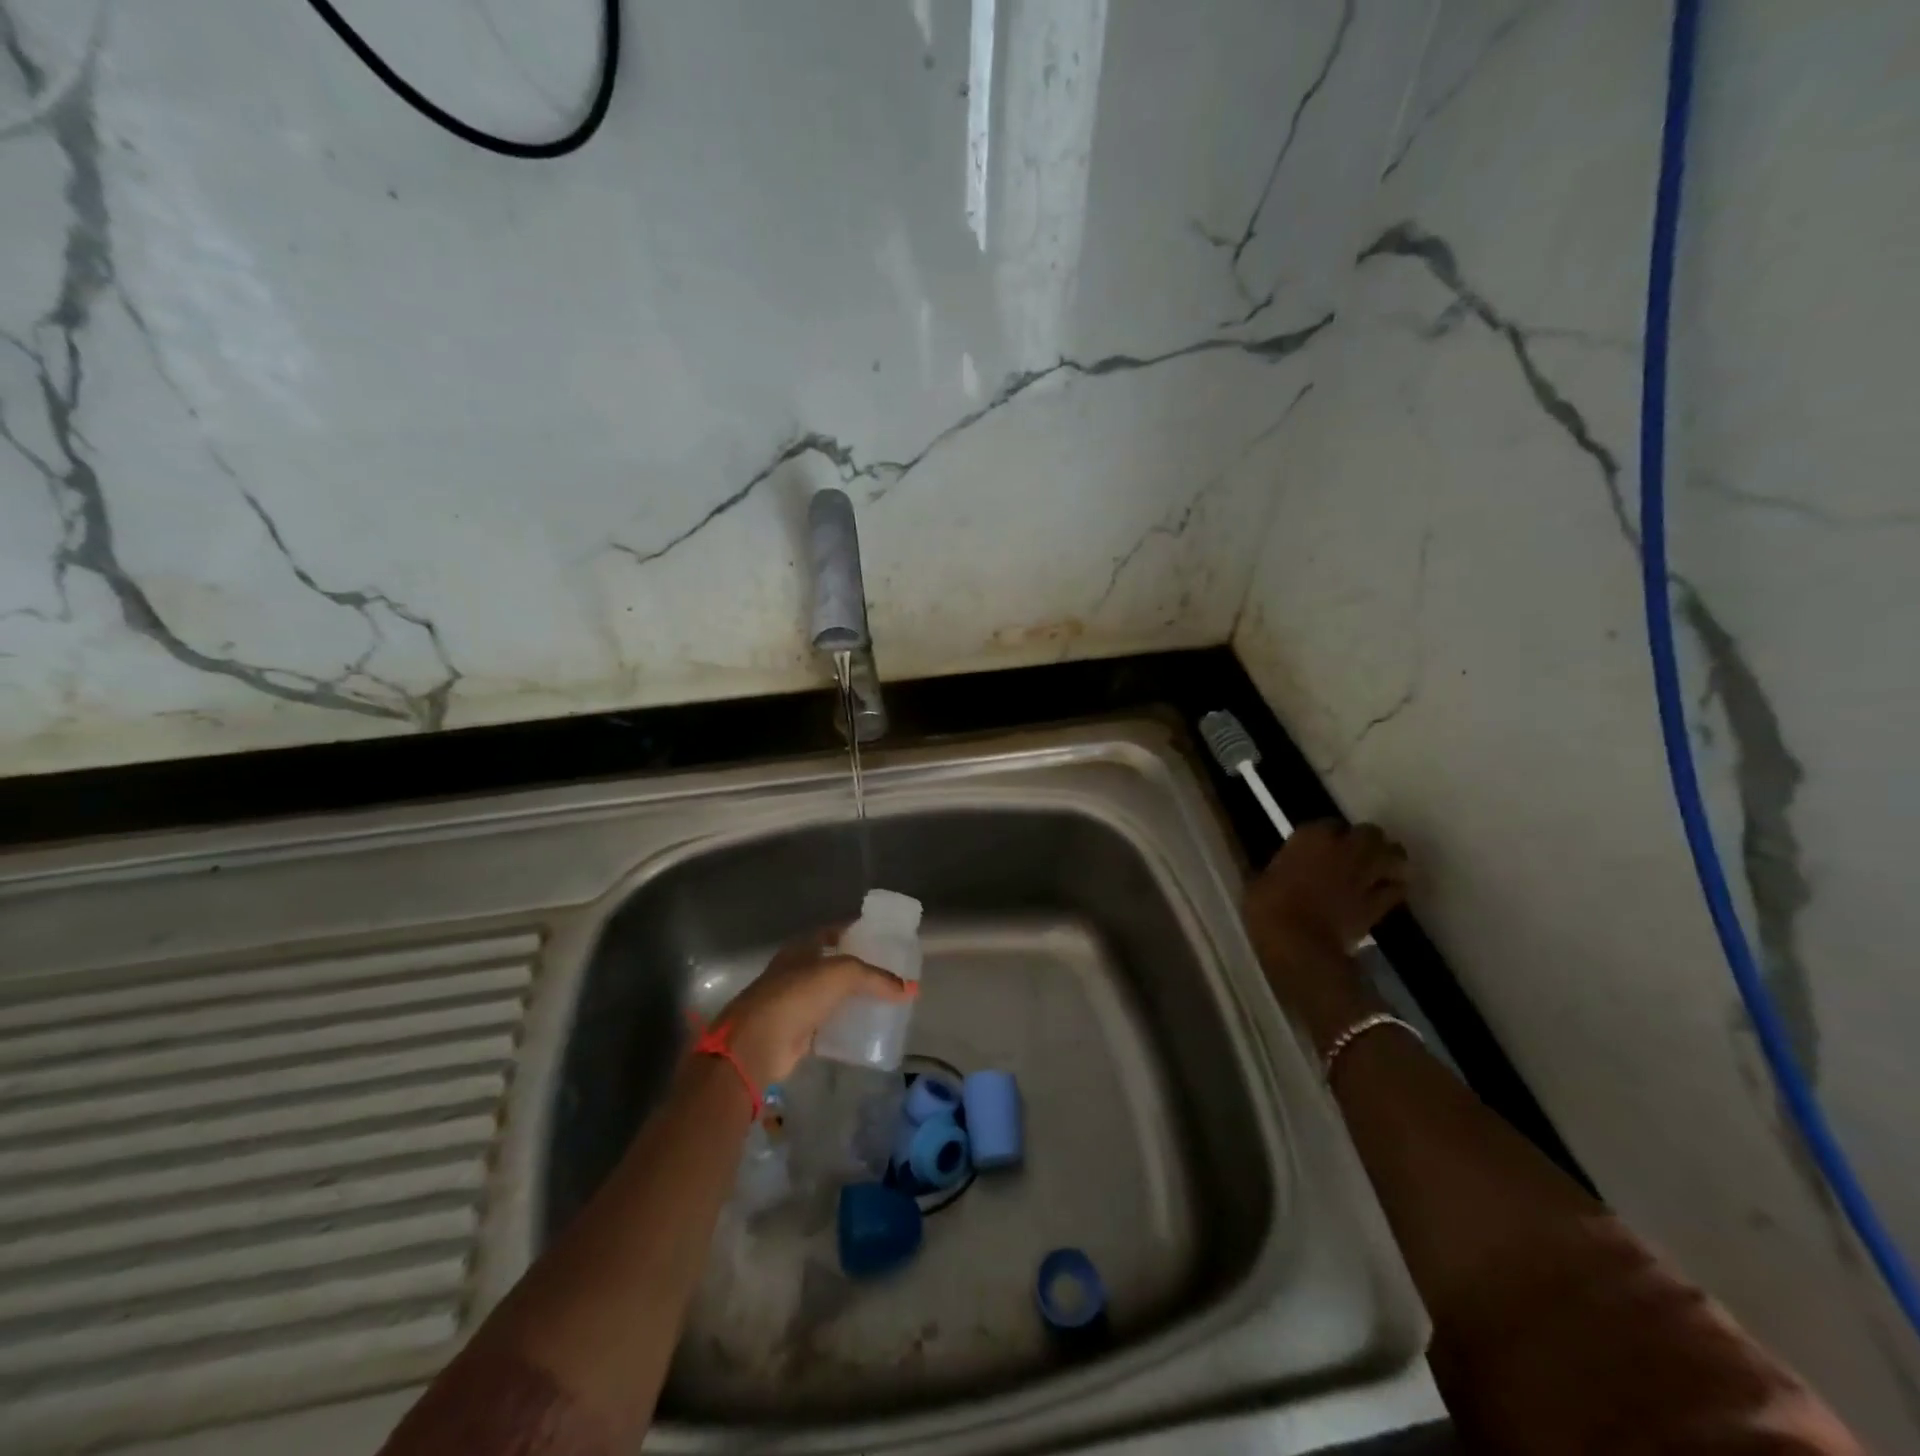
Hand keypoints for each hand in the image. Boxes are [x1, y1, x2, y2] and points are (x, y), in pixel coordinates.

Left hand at [711, 930, 915, 1088]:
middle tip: (891, 973)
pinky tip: (867, 1028)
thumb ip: (876, 978)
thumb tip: (909, 989)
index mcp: (802, 947)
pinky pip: (828, 1023)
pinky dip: (845, 1025)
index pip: (833, 932)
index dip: (856, 932)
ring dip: (853, 997)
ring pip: (831, 995)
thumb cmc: (796, 996)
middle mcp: (797, 970)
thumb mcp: (842, 975)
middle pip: (834, 964)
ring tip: (886, 1000)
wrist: (757, 1044)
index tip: (883, 939)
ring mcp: (795, 1001)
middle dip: (860, 968)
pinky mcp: (797, 1031)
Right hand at [1246, 821, 1408, 962]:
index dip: (1327, 833)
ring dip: (1389, 858)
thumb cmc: (1268, 907)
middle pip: (1369, 832)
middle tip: (1356, 851)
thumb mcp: (1259, 880)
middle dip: (1366, 840)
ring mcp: (1366, 875)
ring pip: (1394, 855)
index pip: (1329, 822)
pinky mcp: (1379, 903)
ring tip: (1380, 866)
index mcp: (1312, 837)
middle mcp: (1344, 849)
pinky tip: (1385, 893)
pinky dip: (1394, 888)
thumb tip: (1279, 868)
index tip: (1320, 843)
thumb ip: (1277, 868)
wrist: (1298, 943)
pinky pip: (1397, 889)